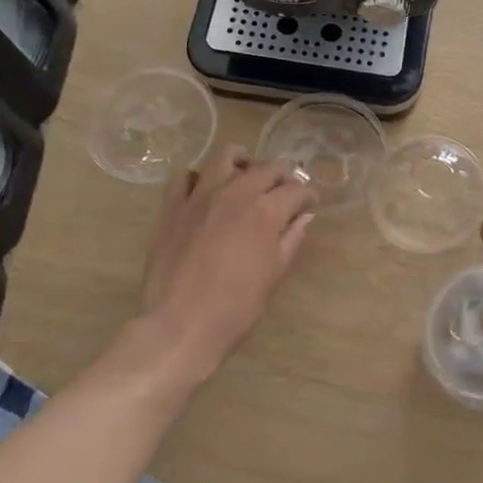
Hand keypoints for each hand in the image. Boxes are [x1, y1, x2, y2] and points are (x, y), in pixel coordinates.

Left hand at [135, 146, 315, 384]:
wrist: (181, 325)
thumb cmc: (236, 307)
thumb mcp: (274, 275)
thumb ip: (291, 240)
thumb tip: (304, 217)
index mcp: (266, 212)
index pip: (296, 190)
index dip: (308, 195)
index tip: (310, 203)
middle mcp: (235, 194)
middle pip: (265, 167)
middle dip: (282, 174)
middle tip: (285, 189)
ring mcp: (200, 197)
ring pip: (224, 157)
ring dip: (242, 161)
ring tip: (246, 174)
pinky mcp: (172, 207)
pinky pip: (183, 176)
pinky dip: (198, 176)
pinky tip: (205, 188)